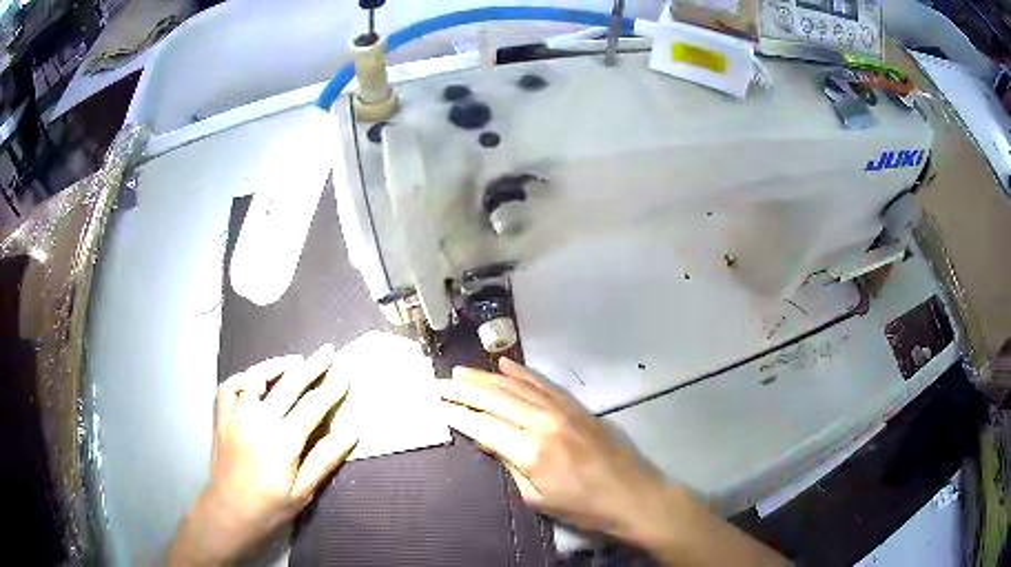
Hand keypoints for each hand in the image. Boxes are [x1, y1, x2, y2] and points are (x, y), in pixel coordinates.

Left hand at [169, 345, 357, 565]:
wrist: (229, 513)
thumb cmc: (270, 508)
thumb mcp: (303, 492)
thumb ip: (325, 460)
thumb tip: (351, 434)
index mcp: (284, 440)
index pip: (313, 406)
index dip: (332, 388)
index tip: (346, 373)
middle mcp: (260, 420)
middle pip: (289, 384)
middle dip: (312, 365)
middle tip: (328, 351)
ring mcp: (237, 416)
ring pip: (256, 378)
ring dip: (276, 365)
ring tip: (293, 361)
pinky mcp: (222, 419)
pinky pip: (229, 388)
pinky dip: (242, 379)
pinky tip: (252, 380)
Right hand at [438, 358, 673, 546]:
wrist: (632, 494)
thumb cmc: (582, 506)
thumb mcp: (536, 497)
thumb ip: (510, 465)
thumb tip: (487, 440)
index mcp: (530, 451)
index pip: (483, 426)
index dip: (457, 414)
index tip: (437, 405)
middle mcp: (543, 422)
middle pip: (495, 399)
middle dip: (464, 390)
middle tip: (440, 383)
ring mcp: (562, 409)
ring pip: (516, 386)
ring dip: (487, 377)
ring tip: (462, 372)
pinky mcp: (576, 405)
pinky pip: (543, 383)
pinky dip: (522, 373)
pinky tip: (505, 365)